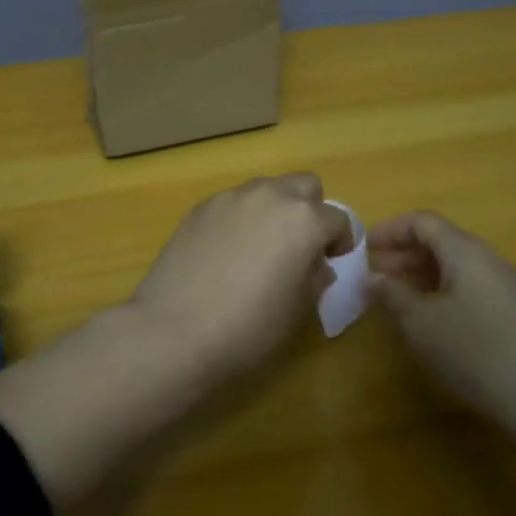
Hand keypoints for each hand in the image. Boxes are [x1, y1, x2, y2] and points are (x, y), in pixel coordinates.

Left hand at [129, 173, 354, 377]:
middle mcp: (270, 196)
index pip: (338, 219)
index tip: (332, 262)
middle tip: (300, 246)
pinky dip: (241, 218)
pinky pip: (233, 202)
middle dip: (310, 210)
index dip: (340, 242)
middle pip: (304, 185)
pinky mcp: (200, 208)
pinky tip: (227, 252)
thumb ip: (315, 278)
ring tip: (261, 247)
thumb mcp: (298, 311)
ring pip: (266, 188)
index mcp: (304, 220)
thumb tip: (316, 265)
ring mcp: (231, 198)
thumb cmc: (249, 327)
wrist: (175, 329)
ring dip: (274, 209)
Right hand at [367, 211, 515, 431]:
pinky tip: (435, 324)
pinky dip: (444, 293)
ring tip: (399, 301)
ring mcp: (509, 288)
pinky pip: (472, 288)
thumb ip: (392, 295)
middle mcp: (489, 260)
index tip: (364, 248)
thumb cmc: (475, 352)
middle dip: (404, 254)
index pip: (422, 221)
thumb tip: (372, 278)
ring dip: (423, 276)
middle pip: (441, 241)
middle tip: (376, 277)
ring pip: (457, 267)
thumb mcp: (420, 324)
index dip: (390, 229)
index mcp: (465, 251)